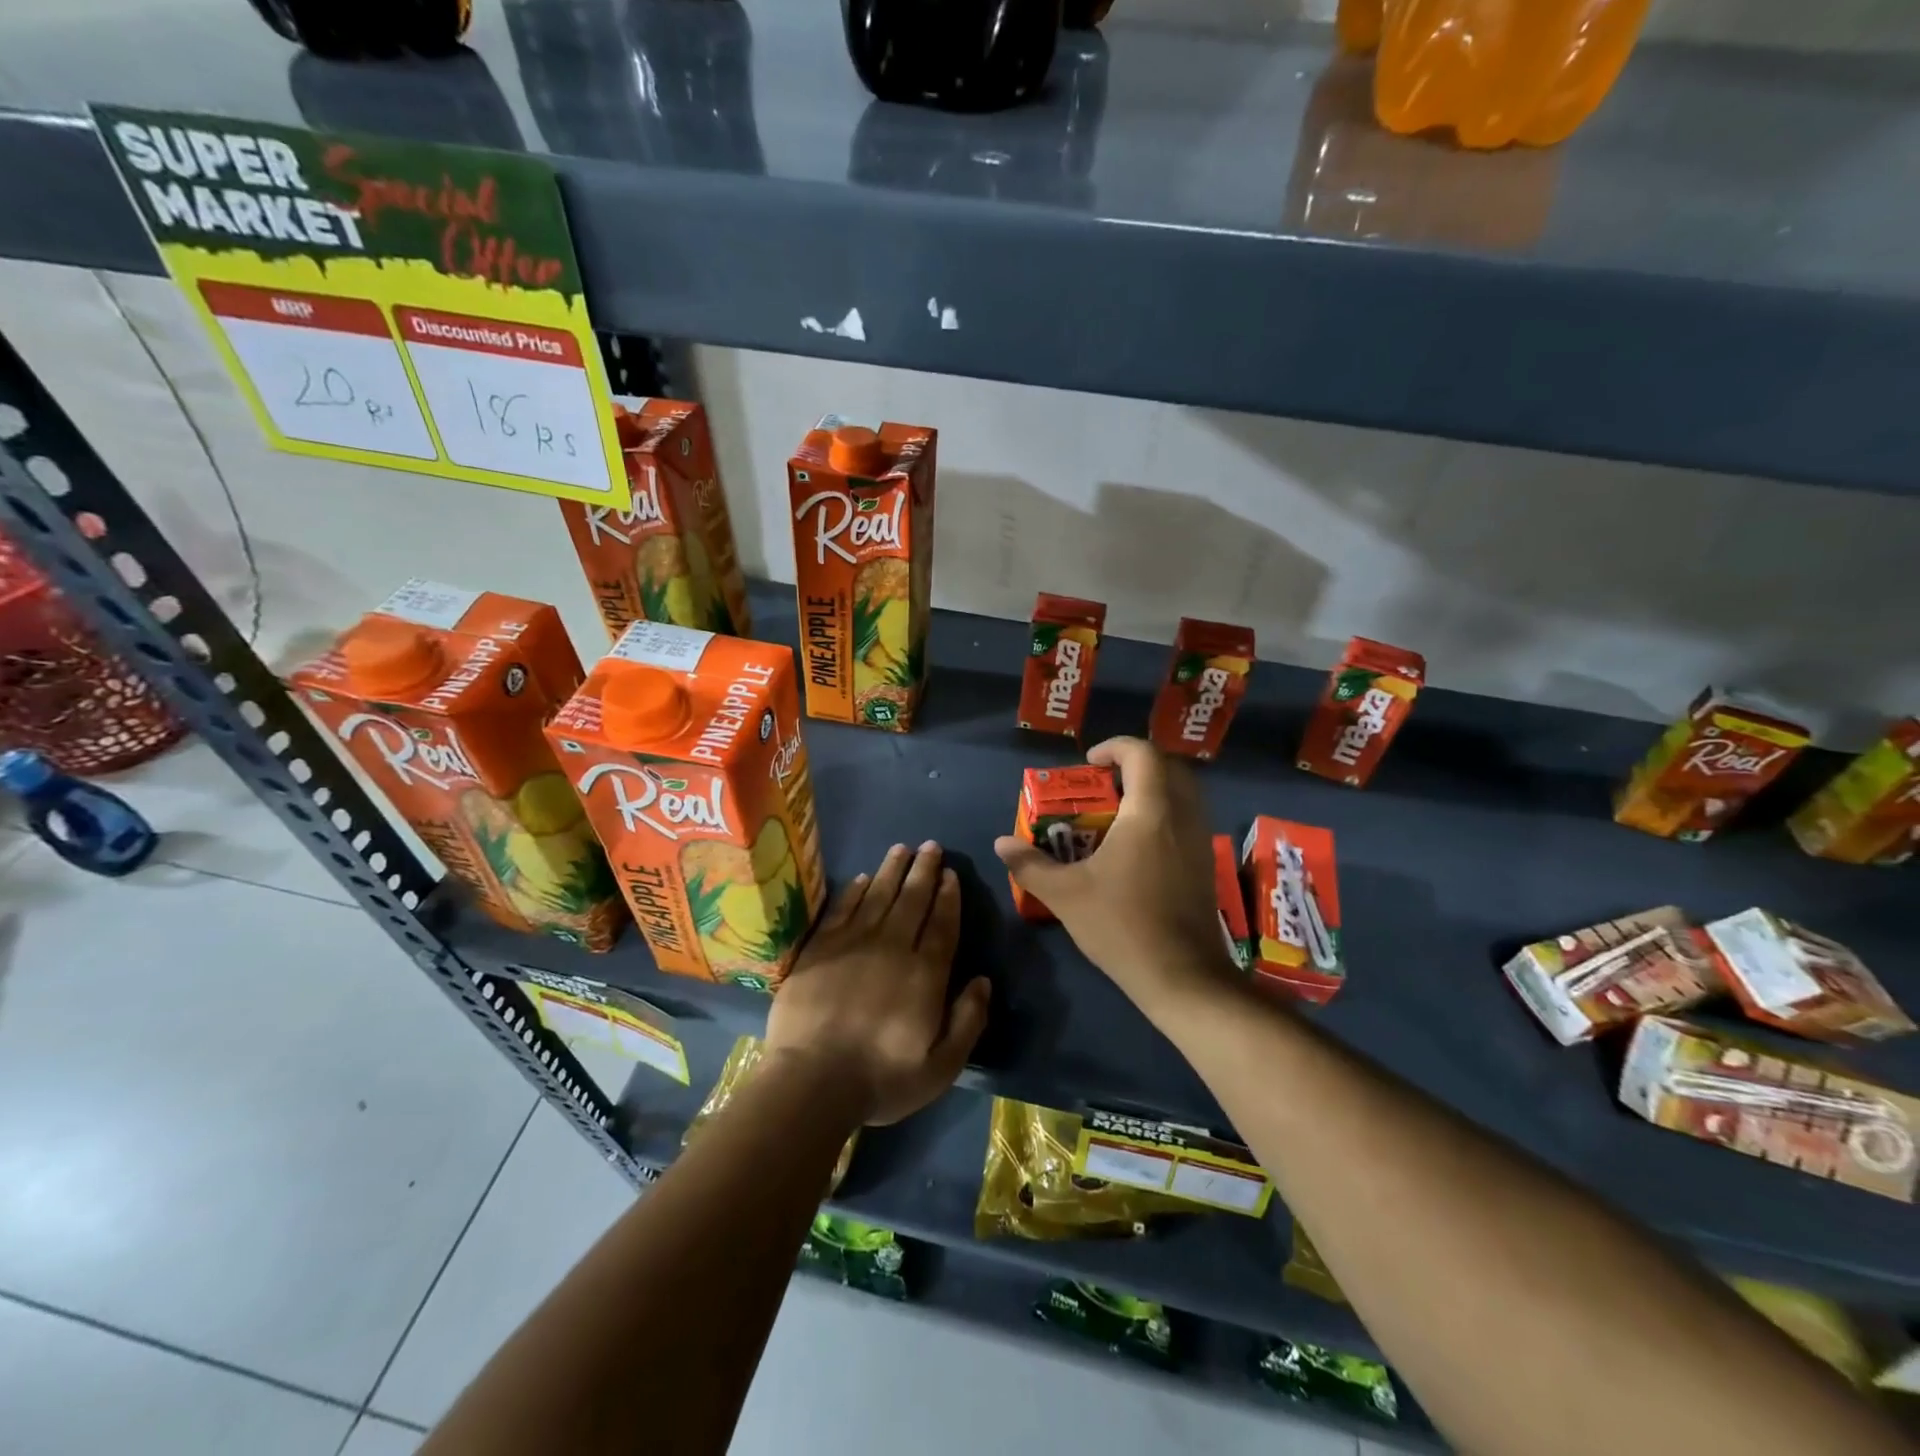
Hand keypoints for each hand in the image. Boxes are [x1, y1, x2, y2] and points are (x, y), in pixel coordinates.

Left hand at [764, 841, 990, 1126]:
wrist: (812, 1082)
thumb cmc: (881, 1078)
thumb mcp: (941, 1066)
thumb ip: (968, 1021)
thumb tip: (983, 980)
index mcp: (925, 974)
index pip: (942, 924)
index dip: (948, 897)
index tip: (951, 874)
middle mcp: (893, 947)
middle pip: (912, 899)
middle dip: (924, 870)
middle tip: (930, 846)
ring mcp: (853, 943)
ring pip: (878, 895)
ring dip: (892, 870)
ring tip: (902, 848)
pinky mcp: (820, 948)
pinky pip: (842, 909)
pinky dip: (855, 891)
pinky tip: (864, 878)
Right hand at [994, 736, 1236, 1012]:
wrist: (1182, 975)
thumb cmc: (1122, 925)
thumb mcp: (1065, 894)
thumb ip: (1030, 864)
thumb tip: (1001, 843)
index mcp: (1150, 812)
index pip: (1142, 754)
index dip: (1115, 747)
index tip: (1089, 763)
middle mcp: (1182, 816)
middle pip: (1168, 766)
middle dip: (1135, 765)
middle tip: (1103, 784)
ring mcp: (1200, 840)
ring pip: (1184, 792)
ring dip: (1153, 789)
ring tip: (1117, 813)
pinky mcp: (1206, 863)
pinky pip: (1188, 818)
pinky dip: (1165, 813)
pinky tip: (1137, 846)